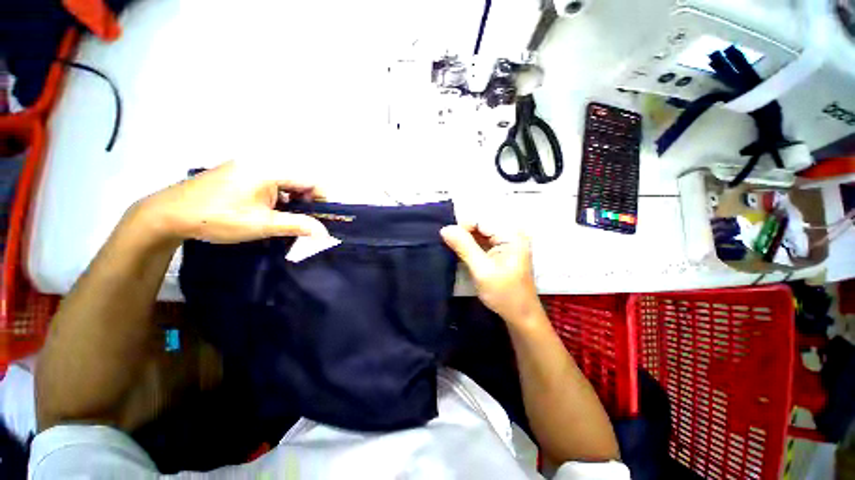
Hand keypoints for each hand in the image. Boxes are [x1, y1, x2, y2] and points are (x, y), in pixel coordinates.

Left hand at [136, 161, 328, 244]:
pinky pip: (270, 184)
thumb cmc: (217, 217)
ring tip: (284, 221)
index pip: (311, 180)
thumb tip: (325, 233)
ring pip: (285, 183)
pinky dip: (277, 198)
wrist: (167, 214)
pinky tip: (268, 213)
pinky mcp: (239, 173)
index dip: (321, 199)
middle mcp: (261, 162)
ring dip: (292, 202)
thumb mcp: (263, 224)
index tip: (321, 219)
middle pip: (299, 181)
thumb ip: (298, 226)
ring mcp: (248, 166)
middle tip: (303, 223)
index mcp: (270, 169)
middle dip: (306, 202)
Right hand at [441, 224, 542, 324]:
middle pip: (480, 225)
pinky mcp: (502, 249)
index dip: (462, 227)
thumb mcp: (481, 270)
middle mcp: (511, 233)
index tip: (446, 239)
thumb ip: (463, 247)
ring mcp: (507, 241)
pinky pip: (483, 240)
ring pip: (480, 232)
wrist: (520, 315)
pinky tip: (462, 252)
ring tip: (453, 249)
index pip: (480, 220)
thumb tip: (445, 229)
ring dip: (466, 240)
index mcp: (511, 235)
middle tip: (449, 246)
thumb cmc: (504, 294)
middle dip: (463, 233)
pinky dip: (471, 245)